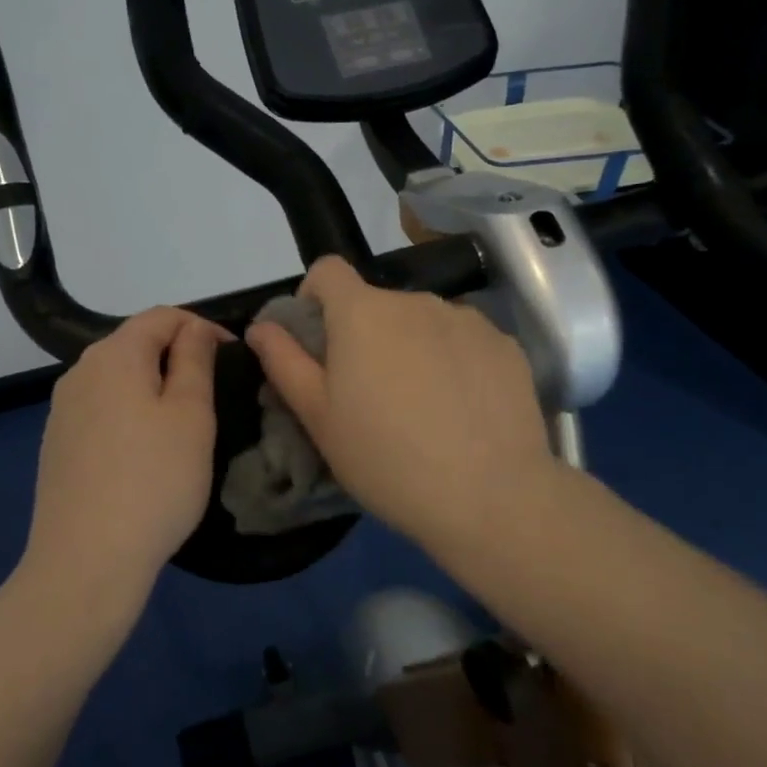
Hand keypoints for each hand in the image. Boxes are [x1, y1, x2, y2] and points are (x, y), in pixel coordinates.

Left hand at [20, 308, 225, 625]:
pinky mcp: (57, 444)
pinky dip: (129, 414)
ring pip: (118, 379)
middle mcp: (80, 372)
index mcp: (114, 355)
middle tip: (213, 393)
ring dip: (153, 386)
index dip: (202, 327)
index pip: (162, 316)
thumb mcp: (191, 415)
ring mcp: (62, 410)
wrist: (86, 561)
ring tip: (183, 425)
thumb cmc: (154, 481)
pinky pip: (101, 410)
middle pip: (135, 344)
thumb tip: (194, 330)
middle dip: (177, 356)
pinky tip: (145, 453)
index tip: (233, 359)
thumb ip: (194, 360)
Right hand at [246, 257, 558, 559]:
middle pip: (377, 303)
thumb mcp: (318, 417)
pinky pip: (464, 340)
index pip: (328, 270)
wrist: (490, 497)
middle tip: (369, 394)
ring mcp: (466, 319)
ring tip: (421, 406)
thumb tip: (260, 326)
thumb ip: (284, 362)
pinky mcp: (506, 344)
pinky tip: (461, 410)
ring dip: (411, 346)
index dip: (313, 296)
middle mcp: (415, 301)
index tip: (318, 341)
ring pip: (422, 322)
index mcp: (363, 312)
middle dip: (365, 335)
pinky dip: (453, 361)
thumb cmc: (385, 458)